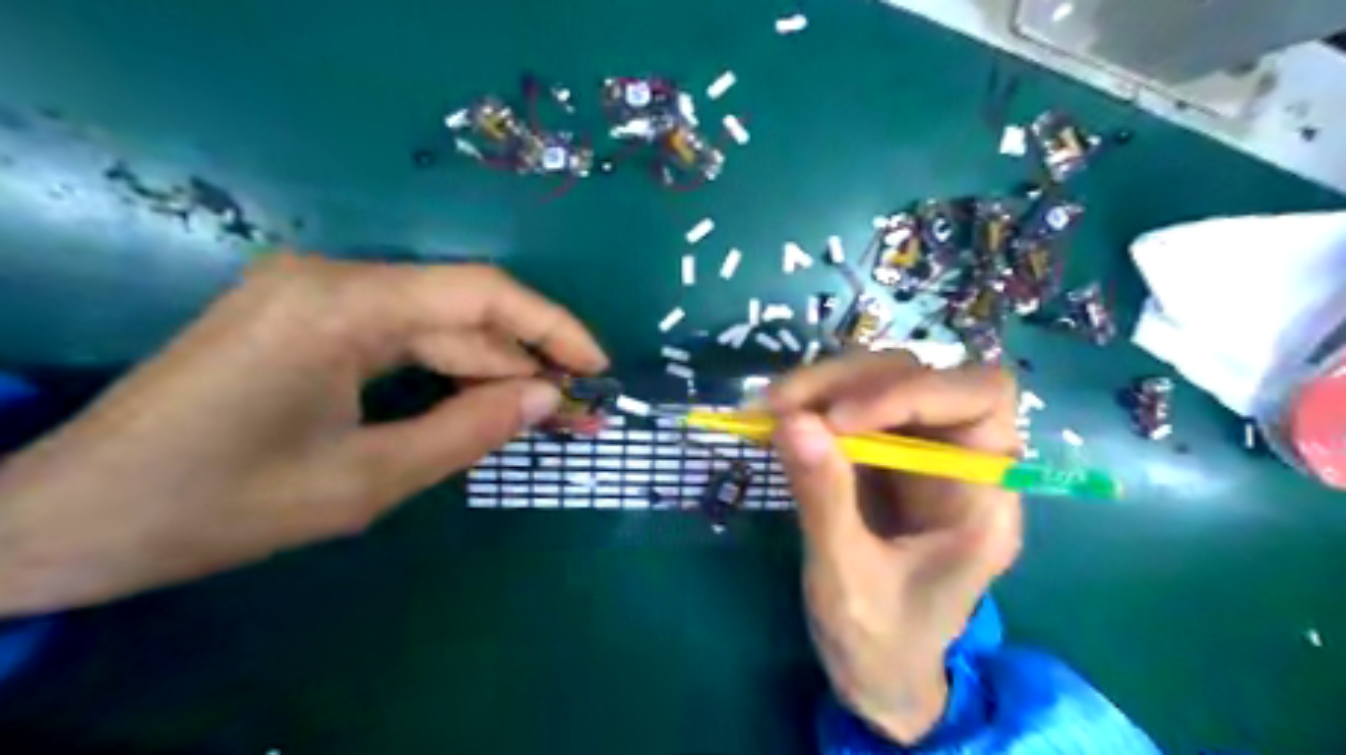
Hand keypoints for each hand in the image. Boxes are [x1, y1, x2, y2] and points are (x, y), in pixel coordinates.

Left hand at [0, 253, 604, 618]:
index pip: (481, 293)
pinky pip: (402, 340)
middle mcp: (333, 280)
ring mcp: (316, 296)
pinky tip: (484, 404)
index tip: (598, 368)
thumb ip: (468, 432)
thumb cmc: (217, 506)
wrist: (68, 521)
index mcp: (342, 305)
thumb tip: (547, 398)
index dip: (553, 327)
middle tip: (579, 411)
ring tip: (545, 415)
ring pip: (436, 328)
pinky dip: (448, 374)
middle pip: (462, 312)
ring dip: (492, 372)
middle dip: (527, 362)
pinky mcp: (306, 320)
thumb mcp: (364, 482)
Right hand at [768, 353, 1021, 743]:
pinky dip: (812, 404)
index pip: (978, 399)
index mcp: (984, 498)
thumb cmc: (880, 643)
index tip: (836, 419)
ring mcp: (917, 453)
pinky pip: (850, 405)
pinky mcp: (881, 456)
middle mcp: (959, 461)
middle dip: (851, 381)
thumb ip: (824, 500)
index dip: (911, 392)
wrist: (879, 674)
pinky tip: (778, 419)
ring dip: (824, 385)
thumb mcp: (846, 579)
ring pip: (882, 380)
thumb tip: (791, 420)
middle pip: (922, 377)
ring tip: (772, 410)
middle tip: (783, 405)